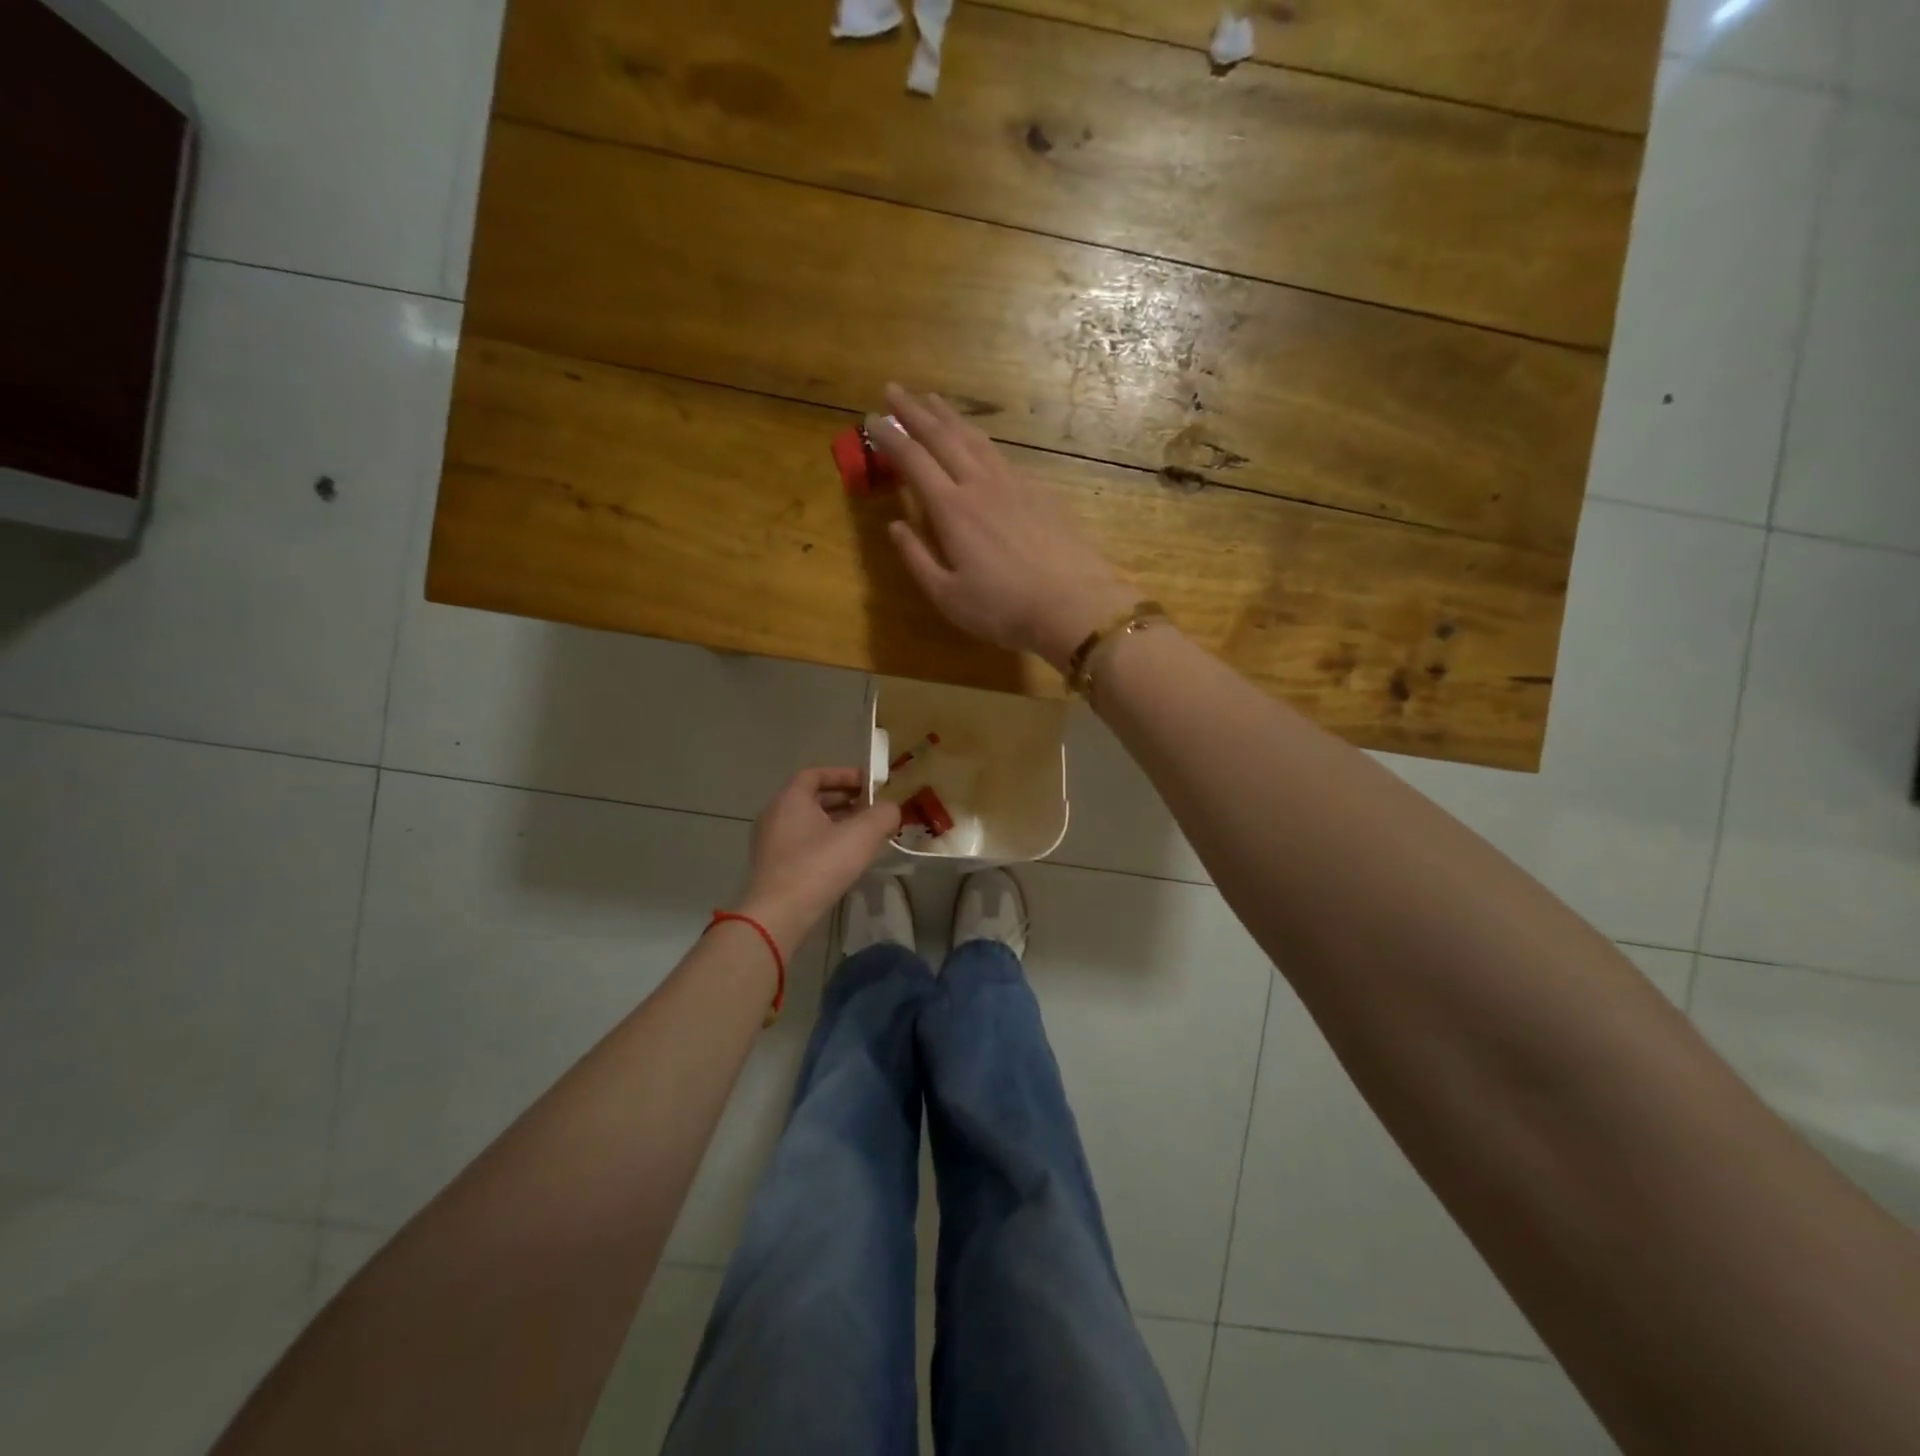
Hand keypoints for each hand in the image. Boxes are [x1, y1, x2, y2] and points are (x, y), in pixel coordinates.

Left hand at [734, 769, 901, 952]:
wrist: (779, 915)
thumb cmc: (819, 865)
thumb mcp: (861, 835)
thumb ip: (883, 815)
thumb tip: (891, 809)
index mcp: (790, 799)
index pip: (815, 774)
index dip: (844, 774)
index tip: (869, 784)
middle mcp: (775, 815)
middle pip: (812, 798)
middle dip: (844, 800)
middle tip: (872, 809)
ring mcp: (770, 843)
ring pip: (808, 823)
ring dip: (836, 824)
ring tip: (865, 834)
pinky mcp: (773, 868)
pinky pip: (802, 845)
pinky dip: (825, 843)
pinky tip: (846, 859)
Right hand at [870, 385, 1135, 671]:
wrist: (1074, 604)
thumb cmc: (1004, 609)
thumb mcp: (948, 596)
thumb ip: (917, 559)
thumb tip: (894, 527)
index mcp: (952, 510)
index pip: (913, 461)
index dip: (889, 438)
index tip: (871, 418)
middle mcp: (980, 485)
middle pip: (942, 437)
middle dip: (915, 411)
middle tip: (894, 389)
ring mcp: (1014, 484)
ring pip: (975, 439)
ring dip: (949, 417)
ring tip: (933, 401)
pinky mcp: (1039, 492)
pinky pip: (1001, 455)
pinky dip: (980, 439)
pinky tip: (978, 441)